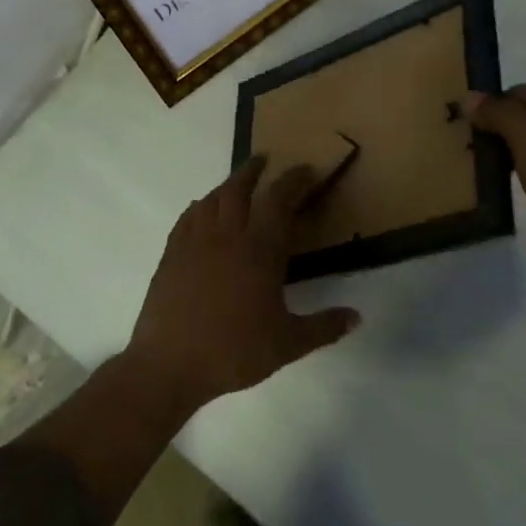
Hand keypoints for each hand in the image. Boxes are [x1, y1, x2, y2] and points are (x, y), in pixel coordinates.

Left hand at [125, 157, 360, 414]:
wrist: (169, 365)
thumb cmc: (233, 352)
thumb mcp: (287, 344)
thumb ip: (324, 327)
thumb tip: (357, 317)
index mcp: (258, 250)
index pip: (278, 200)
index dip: (294, 180)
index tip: (306, 170)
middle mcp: (226, 236)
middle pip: (239, 189)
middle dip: (254, 170)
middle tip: (265, 160)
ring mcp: (194, 243)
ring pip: (211, 199)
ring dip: (227, 185)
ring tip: (237, 183)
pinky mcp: (171, 255)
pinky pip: (187, 219)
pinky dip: (199, 207)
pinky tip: (201, 210)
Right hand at [466, 83, 525, 282]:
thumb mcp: (524, 132)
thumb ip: (495, 112)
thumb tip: (469, 97)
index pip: (516, 92)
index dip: (490, 109)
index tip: (465, 132)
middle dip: (500, 133)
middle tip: (472, 152)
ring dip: (514, 155)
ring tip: (488, 171)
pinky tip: (518, 186)